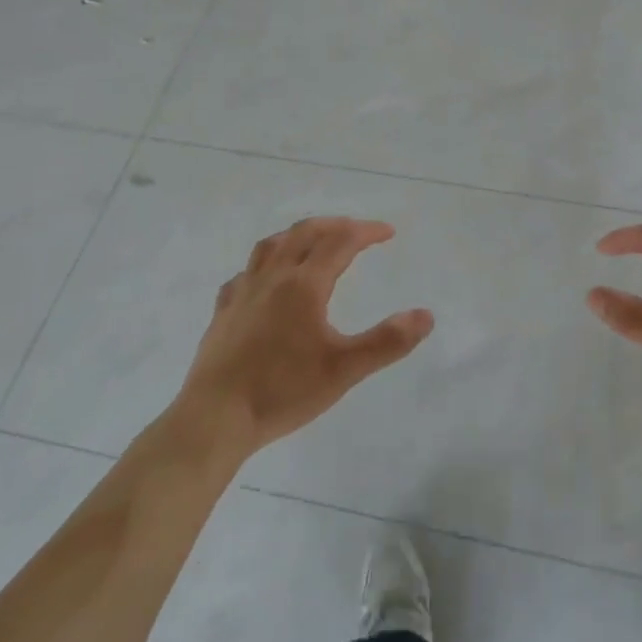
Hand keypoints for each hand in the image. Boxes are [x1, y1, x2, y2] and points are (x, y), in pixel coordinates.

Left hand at [175, 217, 433, 457]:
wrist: (215, 417)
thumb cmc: (282, 391)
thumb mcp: (344, 370)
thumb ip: (387, 341)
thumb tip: (425, 315)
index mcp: (304, 285)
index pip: (340, 242)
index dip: (366, 232)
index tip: (388, 232)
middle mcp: (273, 277)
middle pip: (304, 233)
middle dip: (334, 225)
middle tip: (355, 230)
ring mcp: (243, 292)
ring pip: (270, 246)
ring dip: (297, 235)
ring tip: (311, 241)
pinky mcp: (223, 311)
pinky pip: (245, 273)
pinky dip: (263, 265)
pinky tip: (264, 280)